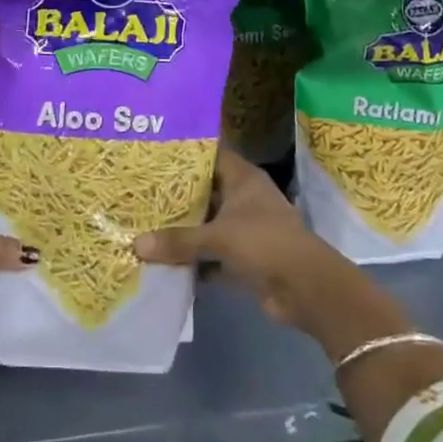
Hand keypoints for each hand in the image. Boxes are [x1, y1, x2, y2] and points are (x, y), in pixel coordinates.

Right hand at [134, 151, 370, 334]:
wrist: (306, 290)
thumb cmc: (265, 243)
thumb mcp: (219, 237)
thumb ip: (179, 240)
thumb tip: (136, 244)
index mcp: (243, 178)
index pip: (210, 154)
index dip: (184, 152)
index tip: (153, 150)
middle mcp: (243, 199)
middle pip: (205, 190)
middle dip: (176, 194)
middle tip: (138, 189)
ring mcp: (244, 230)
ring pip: (206, 224)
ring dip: (182, 229)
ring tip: (143, 222)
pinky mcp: (243, 260)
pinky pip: (210, 255)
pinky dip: (192, 260)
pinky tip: (162, 261)